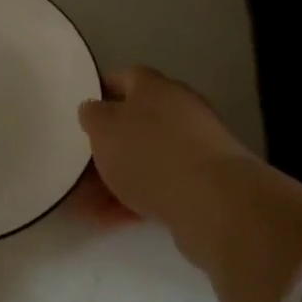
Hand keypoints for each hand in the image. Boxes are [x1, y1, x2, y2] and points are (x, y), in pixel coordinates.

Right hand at [79, 66, 301, 301]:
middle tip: (77, 171)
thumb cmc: (156, 156)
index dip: (100, 93)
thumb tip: (92, 113)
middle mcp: (181, 117)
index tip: (79, 116)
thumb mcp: (108, 131)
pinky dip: (140, 201)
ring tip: (87, 207)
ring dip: (119, 180)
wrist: (224, 210)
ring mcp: (201, 155)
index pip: (124, 79)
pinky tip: (115, 222)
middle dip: (107, 147)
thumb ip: (94, 120)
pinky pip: (165, 189)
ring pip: (149, 161)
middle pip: (136, 124)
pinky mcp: (212, 194)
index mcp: (157, 92)